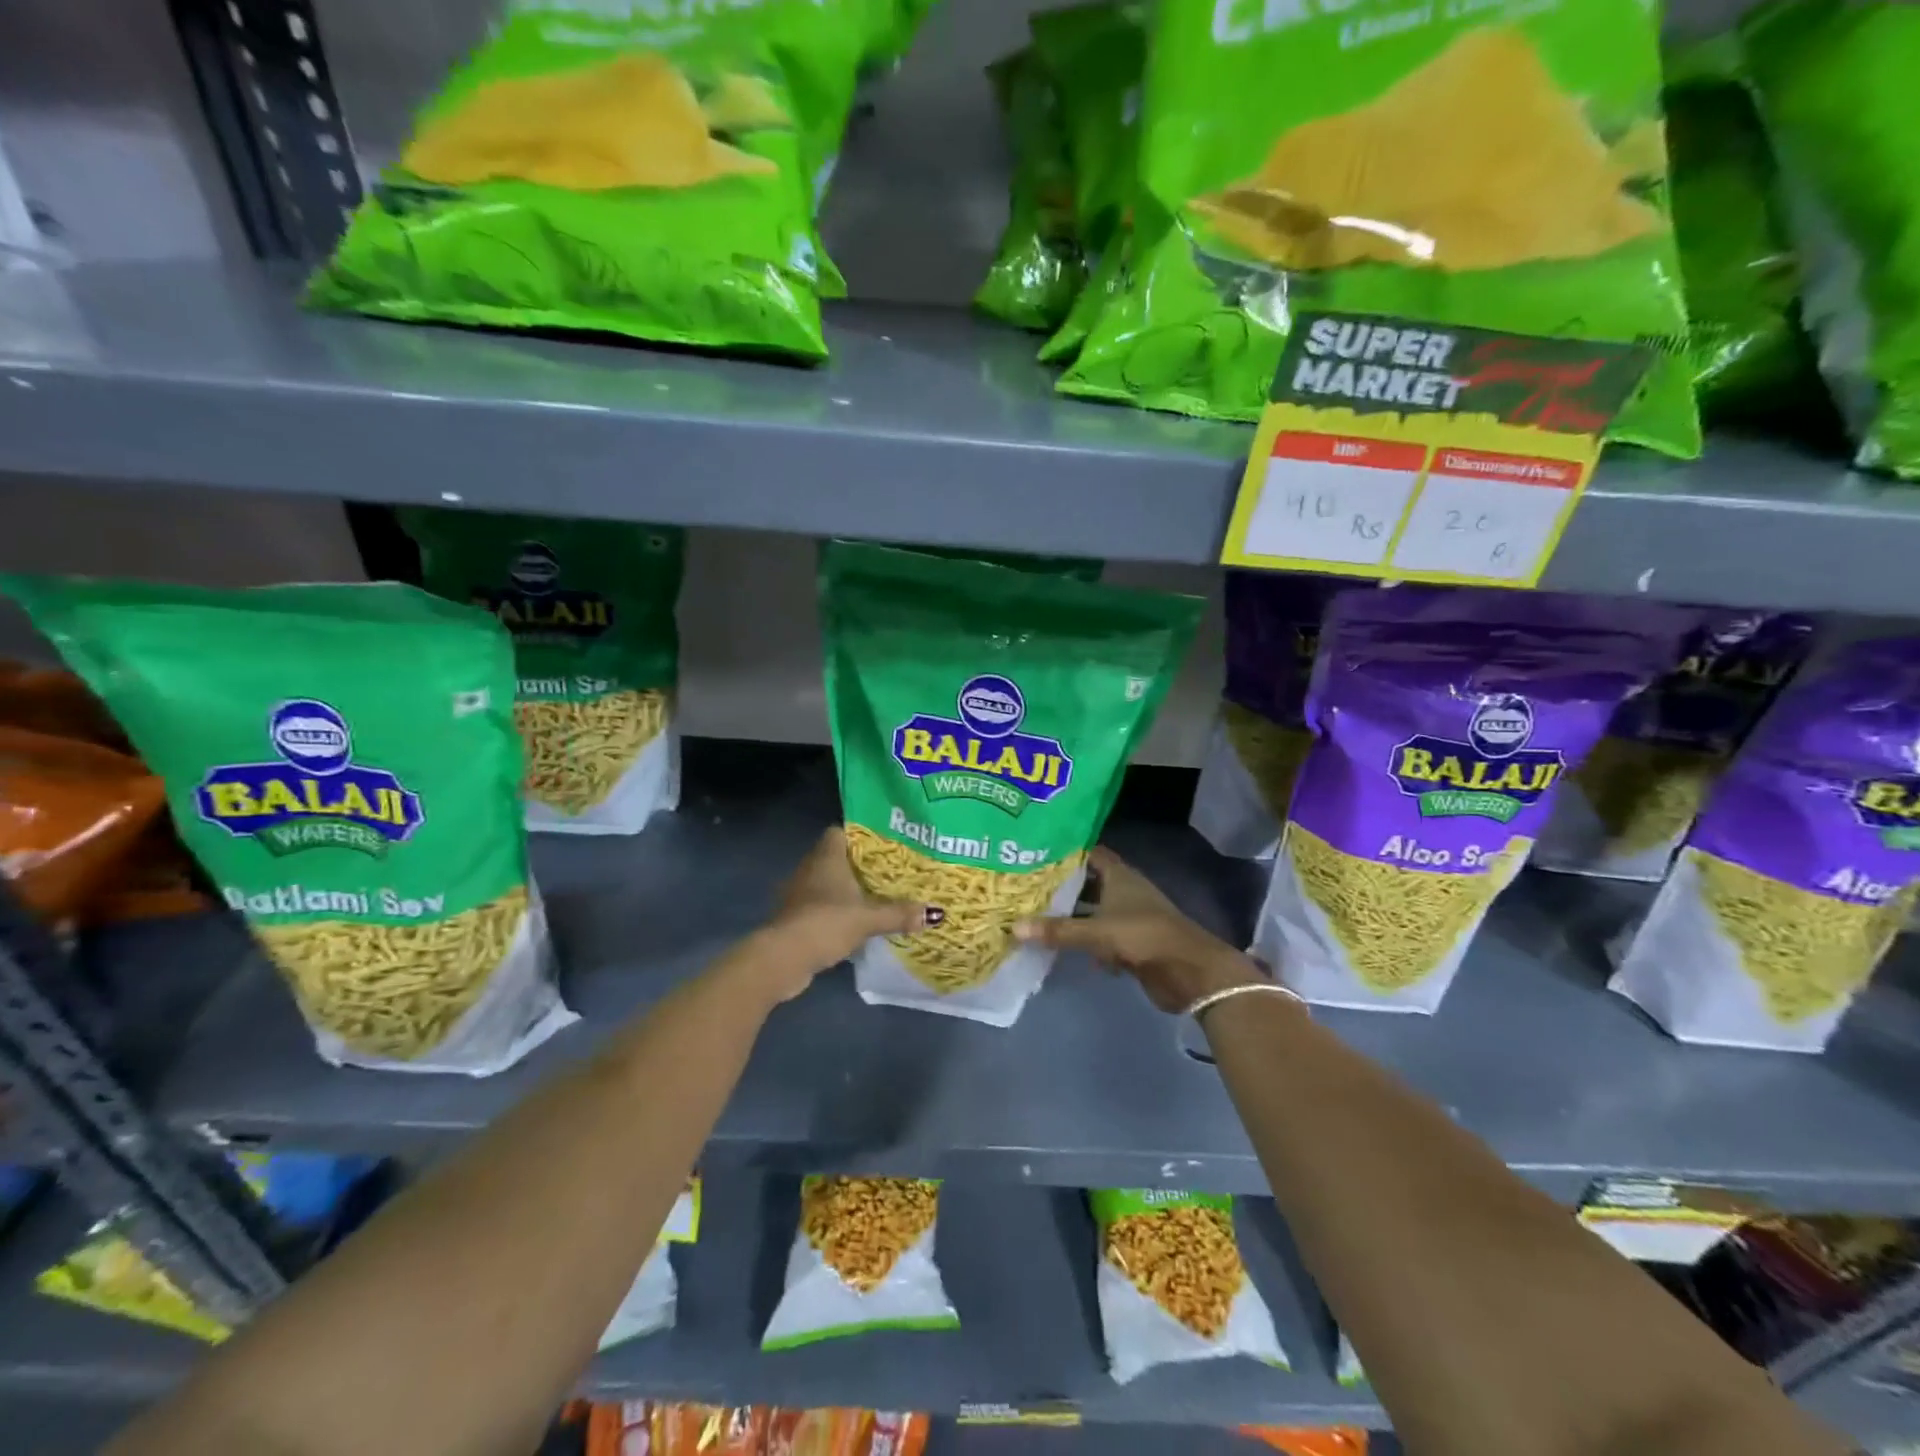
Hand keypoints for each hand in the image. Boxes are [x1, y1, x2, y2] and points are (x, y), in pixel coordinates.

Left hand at [752, 826, 938, 1000]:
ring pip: (826, 884)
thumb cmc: (826, 923)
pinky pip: (820, 906)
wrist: (784, 958)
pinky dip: (834, 912)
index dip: (859, 836)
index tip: (882, 845)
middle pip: (835, 858)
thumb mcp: (868, 918)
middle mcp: (809, 869)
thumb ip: (899, 914)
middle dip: (858, 865)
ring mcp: (798, 894)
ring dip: (845, 891)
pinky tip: (853, 923)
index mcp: (826, 858)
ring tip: (875, 897)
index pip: (838, 832)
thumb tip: (934, 913)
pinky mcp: (794, 918)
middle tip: (888, 872)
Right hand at [1014, 847, 1267, 1012]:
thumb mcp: (1097, 931)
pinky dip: (1086, 940)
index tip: (1037, 851)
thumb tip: (1014, 927)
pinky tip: (1062, 946)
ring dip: (1072, 914)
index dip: (1067, 850)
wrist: (1190, 972)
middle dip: (1063, 884)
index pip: (1091, 852)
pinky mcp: (1132, 943)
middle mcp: (1125, 891)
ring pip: (1094, 910)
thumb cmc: (1144, 937)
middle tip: (1027, 884)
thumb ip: (1058, 930)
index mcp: (1120, 876)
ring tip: (1036, 913)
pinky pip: (1101, 937)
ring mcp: (1130, 917)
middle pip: (1089, 881)